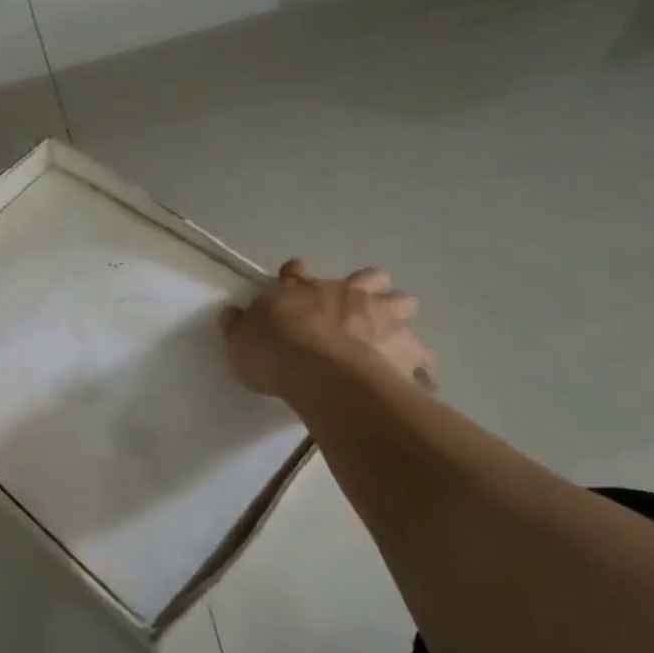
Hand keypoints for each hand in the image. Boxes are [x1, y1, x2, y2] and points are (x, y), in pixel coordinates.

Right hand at [218, 259, 434, 398]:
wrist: (321, 372)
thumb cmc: (275, 352)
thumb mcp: (240, 341)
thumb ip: (239, 326)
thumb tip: (231, 314)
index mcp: (304, 289)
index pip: (296, 271)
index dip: (295, 276)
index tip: (293, 282)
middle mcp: (348, 294)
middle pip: (370, 278)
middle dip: (368, 289)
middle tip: (358, 311)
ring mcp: (383, 318)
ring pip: (404, 304)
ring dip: (399, 318)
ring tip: (391, 341)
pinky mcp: (408, 350)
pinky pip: (422, 361)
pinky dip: (418, 369)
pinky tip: (412, 381)